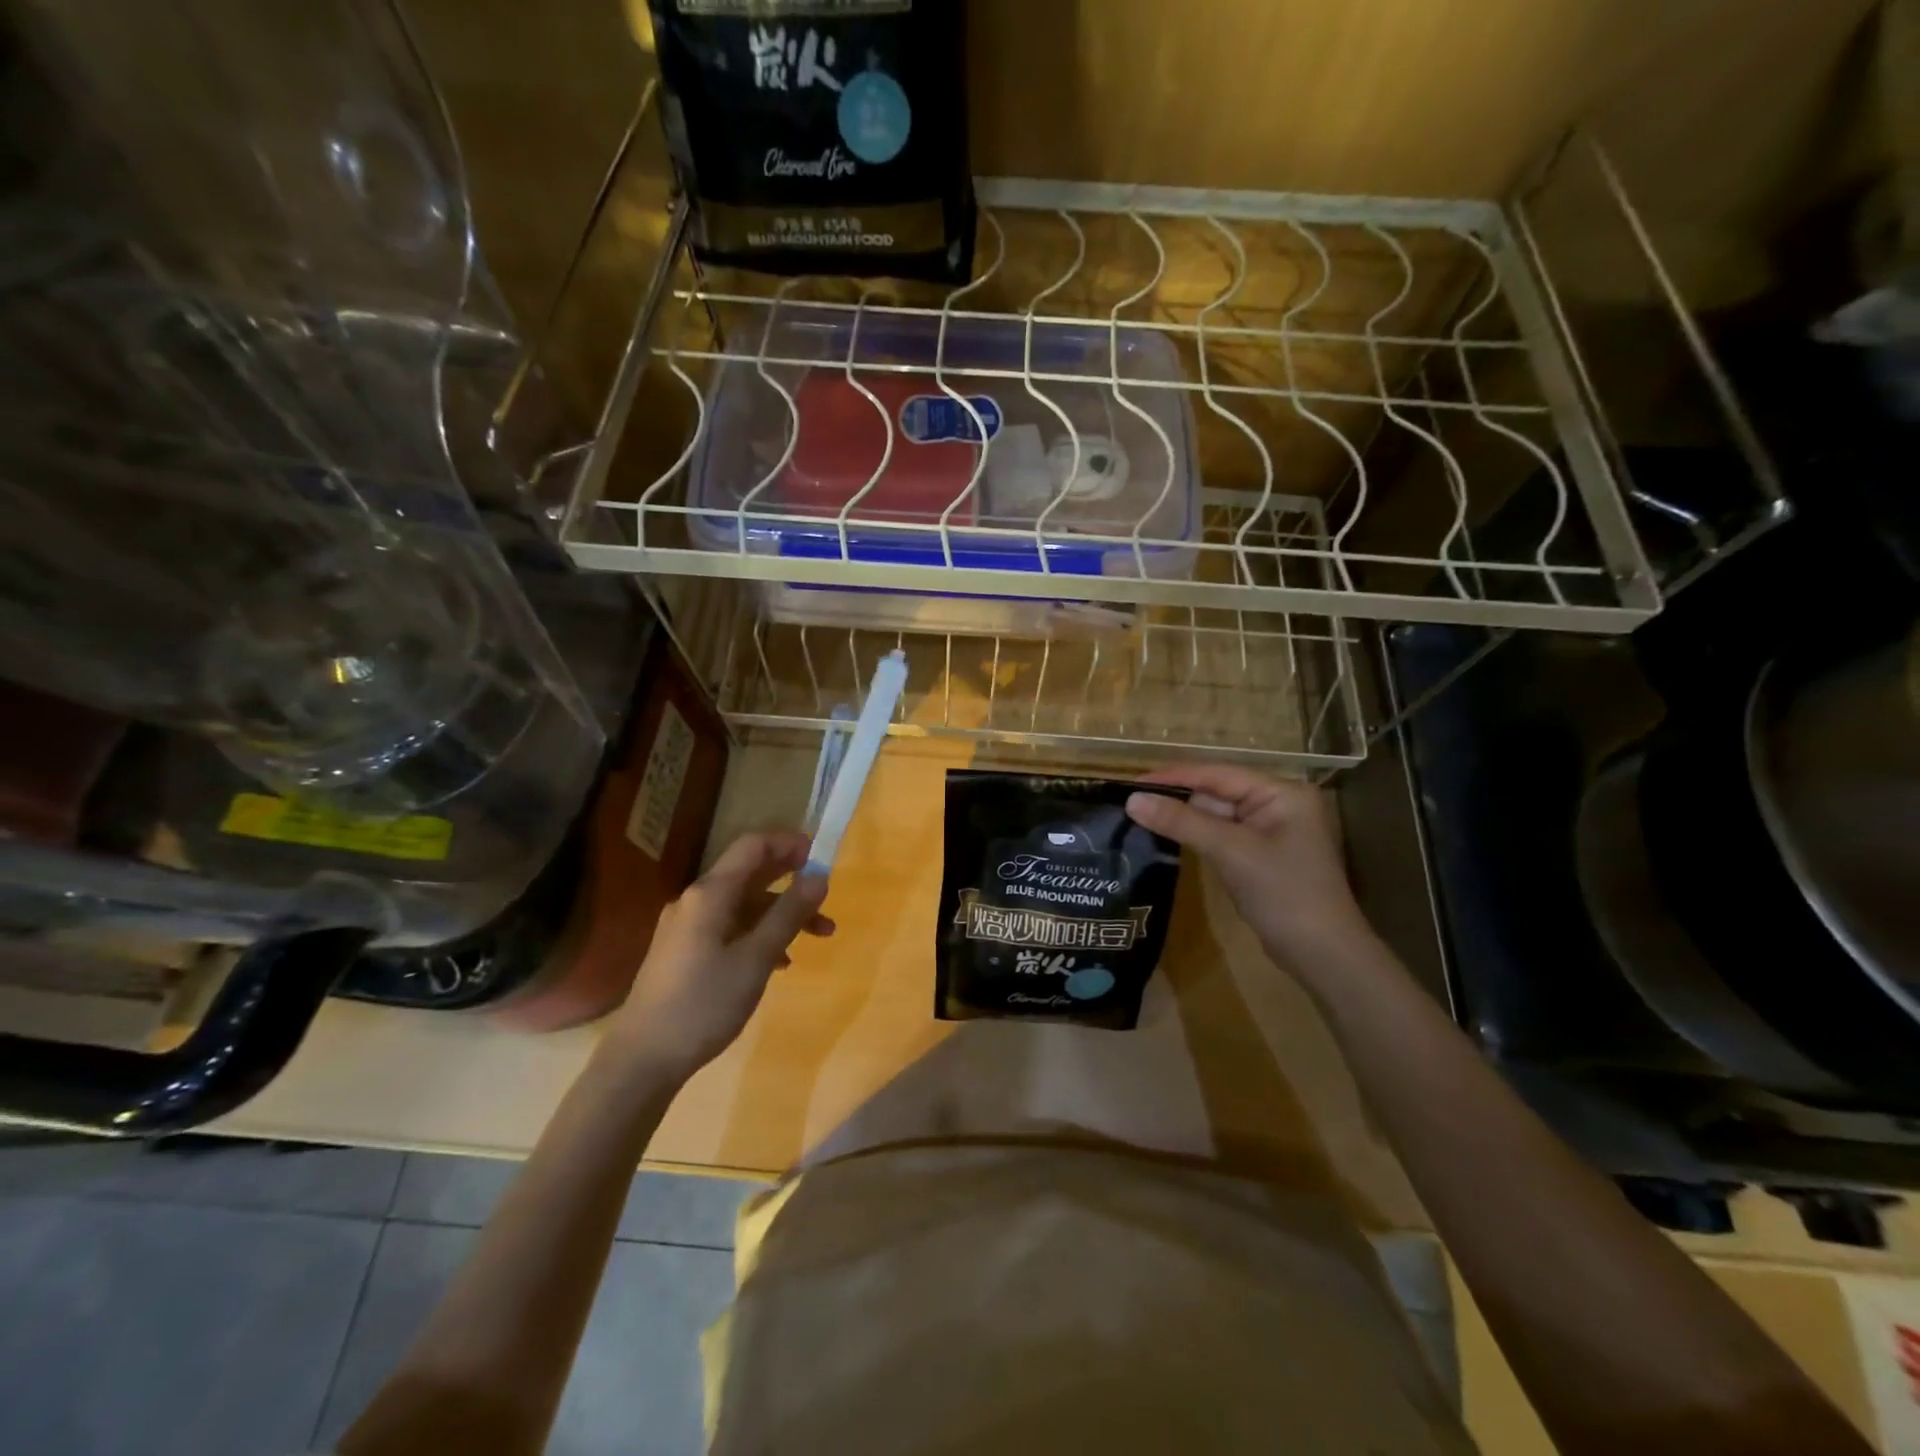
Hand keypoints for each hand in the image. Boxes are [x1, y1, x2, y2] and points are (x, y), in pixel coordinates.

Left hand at [604, 831, 832, 1080]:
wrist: (642, 1058)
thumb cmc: (703, 1004)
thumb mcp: (755, 959)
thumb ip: (789, 915)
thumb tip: (819, 877)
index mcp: (710, 894)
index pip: (752, 847)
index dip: (787, 843)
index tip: (819, 854)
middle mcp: (696, 901)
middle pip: (749, 874)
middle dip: (791, 880)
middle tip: (825, 892)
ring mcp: (687, 927)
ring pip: (743, 906)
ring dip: (781, 913)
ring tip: (819, 936)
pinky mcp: (684, 952)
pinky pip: (730, 928)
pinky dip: (760, 934)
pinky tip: (781, 961)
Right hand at [1124, 764, 1374, 974]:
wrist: (1323, 955)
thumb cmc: (1284, 894)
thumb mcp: (1231, 852)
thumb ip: (1182, 822)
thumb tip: (1132, 800)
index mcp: (1281, 793)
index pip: (1218, 774)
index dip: (1174, 776)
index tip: (1132, 782)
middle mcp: (1277, 806)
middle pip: (1216, 793)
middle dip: (1176, 797)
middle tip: (1129, 801)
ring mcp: (1269, 833)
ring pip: (1216, 817)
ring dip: (1182, 818)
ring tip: (1137, 815)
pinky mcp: (1259, 858)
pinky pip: (1221, 838)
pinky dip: (1195, 837)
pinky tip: (1165, 837)